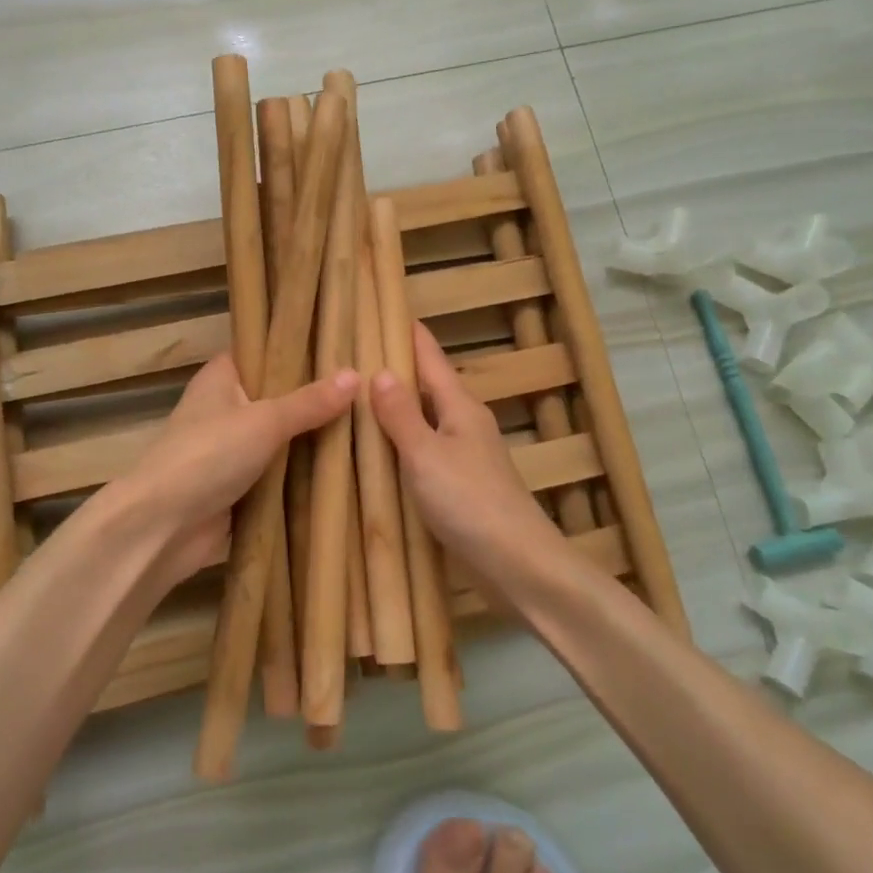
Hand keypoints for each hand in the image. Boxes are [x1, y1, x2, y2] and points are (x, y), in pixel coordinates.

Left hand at [114, 354, 355, 581]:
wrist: (162, 527)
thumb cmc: (207, 455)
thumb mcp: (264, 421)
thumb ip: (309, 402)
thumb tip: (356, 375)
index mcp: (221, 378)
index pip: (262, 351)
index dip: (297, 348)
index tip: (342, 346)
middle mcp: (225, 409)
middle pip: (277, 397)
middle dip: (316, 399)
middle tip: (368, 390)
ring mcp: (231, 451)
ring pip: (281, 440)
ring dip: (313, 441)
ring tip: (368, 426)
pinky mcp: (239, 488)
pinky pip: (279, 475)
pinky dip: (303, 476)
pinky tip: (346, 469)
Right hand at [369, 323, 559, 573]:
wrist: (517, 563)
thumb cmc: (470, 501)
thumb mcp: (426, 454)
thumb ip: (402, 415)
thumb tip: (380, 372)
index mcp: (460, 407)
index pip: (430, 358)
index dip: (408, 333)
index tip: (382, 308)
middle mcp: (465, 423)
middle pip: (428, 386)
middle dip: (396, 368)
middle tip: (354, 353)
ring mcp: (466, 456)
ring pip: (426, 419)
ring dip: (398, 407)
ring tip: (358, 398)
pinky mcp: (462, 486)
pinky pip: (426, 450)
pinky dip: (403, 442)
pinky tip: (382, 452)